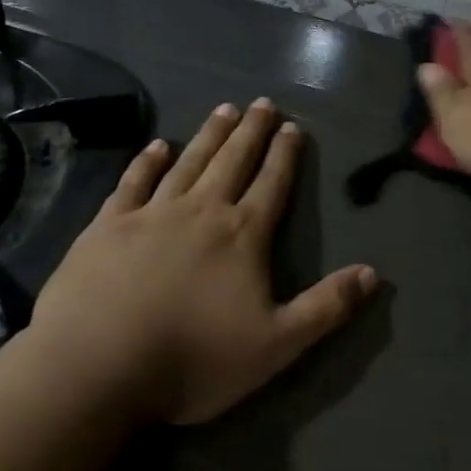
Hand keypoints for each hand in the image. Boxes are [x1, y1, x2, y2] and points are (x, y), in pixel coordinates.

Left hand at [30, 99, 375, 424]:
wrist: (97, 367)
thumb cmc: (193, 358)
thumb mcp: (277, 344)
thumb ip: (327, 306)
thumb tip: (374, 273)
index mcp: (242, 235)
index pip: (272, 184)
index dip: (285, 154)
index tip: (292, 126)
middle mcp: (201, 211)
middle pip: (233, 161)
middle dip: (251, 131)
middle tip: (262, 102)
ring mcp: (151, 214)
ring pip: (188, 163)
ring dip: (209, 135)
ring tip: (224, 110)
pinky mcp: (107, 226)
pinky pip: (133, 183)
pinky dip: (147, 161)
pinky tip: (156, 145)